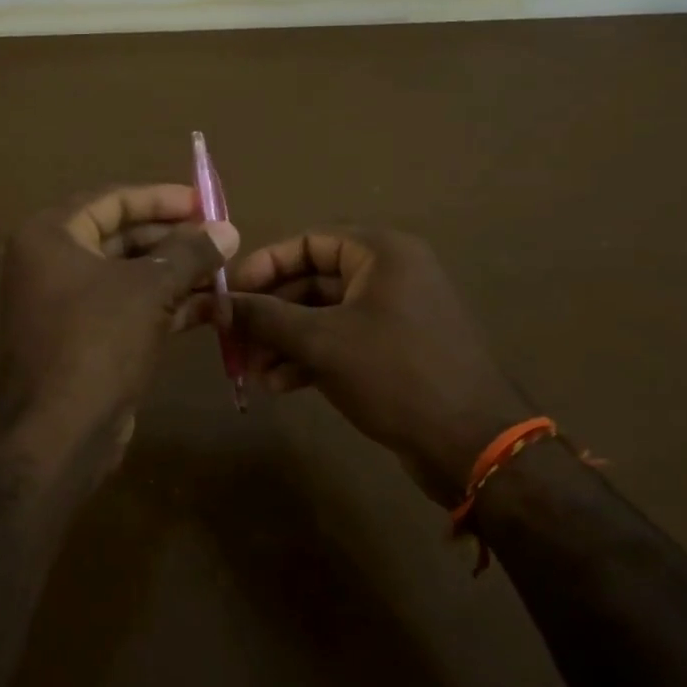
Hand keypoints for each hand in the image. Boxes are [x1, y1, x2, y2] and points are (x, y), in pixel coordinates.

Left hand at [0, 184, 238, 480]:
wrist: (58, 434)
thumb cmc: (97, 341)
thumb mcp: (149, 288)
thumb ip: (190, 253)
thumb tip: (228, 229)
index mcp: (52, 236)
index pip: (112, 200)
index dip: (160, 198)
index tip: (203, 201)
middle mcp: (53, 263)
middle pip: (122, 236)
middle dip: (174, 238)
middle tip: (221, 238)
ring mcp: (68, 305)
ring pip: (131, 275)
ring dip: (177, 273)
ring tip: (226, 270)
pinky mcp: (87, 340)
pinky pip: (131, 308)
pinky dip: (168, 304)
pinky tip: (213, 306)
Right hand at [226, 230, 532, 506]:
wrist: (472, 444)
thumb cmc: (395, 374)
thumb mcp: (322, 341)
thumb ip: (265, 317)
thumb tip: (214, 303)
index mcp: (381, 253)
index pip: (308, 242)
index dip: (264, 265)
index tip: (228, 293)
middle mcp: (389, 274)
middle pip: (312, 280)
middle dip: (270, 313)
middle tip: (232, 338)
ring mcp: (394, 314)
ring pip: (323, 315)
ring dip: (285, 340)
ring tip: (252, 372)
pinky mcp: (395, 351)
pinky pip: (341, 341)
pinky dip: (309, 358)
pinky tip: (279, 385)